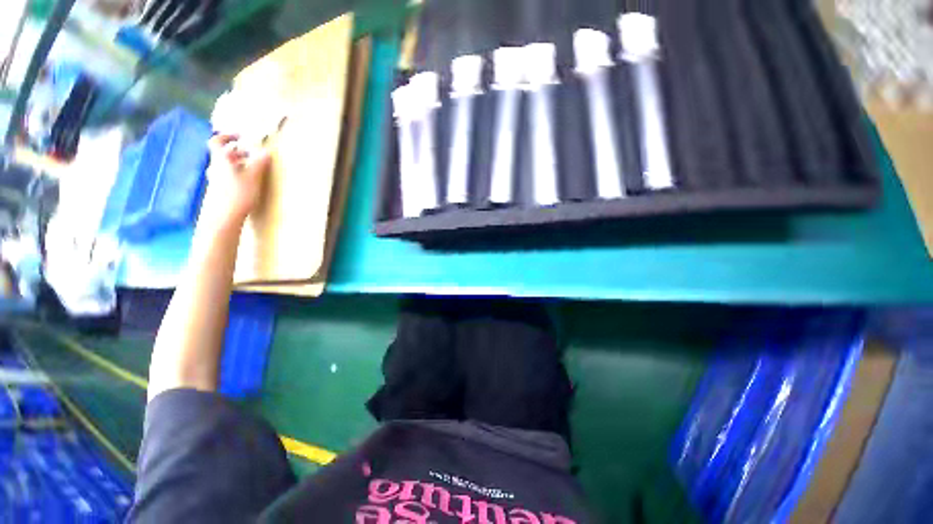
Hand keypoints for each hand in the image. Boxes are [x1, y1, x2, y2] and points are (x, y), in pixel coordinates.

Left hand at [202, 134, 270, 228]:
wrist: (222, 218)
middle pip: (223, 154)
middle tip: (253, 155)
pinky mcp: (218, 191)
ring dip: (238, 164)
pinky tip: (247, 183)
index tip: (241, 136)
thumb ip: (259, 164)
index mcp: (221, 160)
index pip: (217, 141)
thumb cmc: (238, 194)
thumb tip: (266, 151)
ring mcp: (215, 180)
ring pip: (225, 166)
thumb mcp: (253, 178)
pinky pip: (227, 177)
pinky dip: (237, 175)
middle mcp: (215, 167)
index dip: (227, 136)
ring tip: (253, 169)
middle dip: (238, 152)